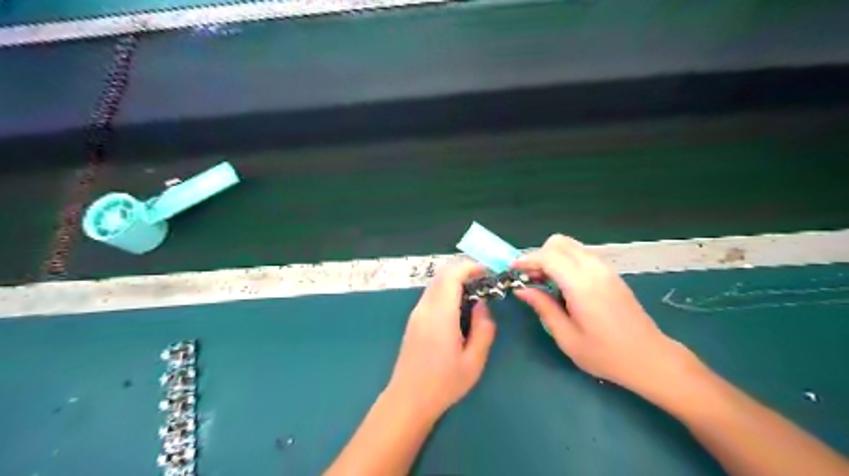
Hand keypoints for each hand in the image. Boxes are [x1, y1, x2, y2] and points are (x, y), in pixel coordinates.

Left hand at [389, 261, 498, 419]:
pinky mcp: (414, 320)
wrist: (408, 399)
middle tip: (485, 279)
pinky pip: (432, 295)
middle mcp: (425, 308)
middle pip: (442, 274)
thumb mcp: (474, 361)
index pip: (451, 275)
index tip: (488, 270)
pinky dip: (447, 290)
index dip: (470, 266)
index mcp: (440, 315)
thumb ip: (483, 329)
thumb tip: (482, 306)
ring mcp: (416, 313)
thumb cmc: (443, 383)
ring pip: (435, 283)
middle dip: (464, 269)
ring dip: (455, 279)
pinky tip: (460, 306)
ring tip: (476, 291)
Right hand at [511, 235, 687, 393]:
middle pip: (559, 243)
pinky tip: (562, 285)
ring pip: (571, 246)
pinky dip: (565, 261)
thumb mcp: (567, 337)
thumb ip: (543, 308)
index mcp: (582, 285)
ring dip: (552, 257)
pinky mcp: (611, 274)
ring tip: (543, 282)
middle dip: (538, 255)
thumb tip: (522, 290)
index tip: (512, 271)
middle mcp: (594, 269)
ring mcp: (605, 269)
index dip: (527, 260)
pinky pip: (581, 255)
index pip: (548, 256)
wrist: (650, 358)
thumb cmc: (606, 354)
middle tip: (529, 278)